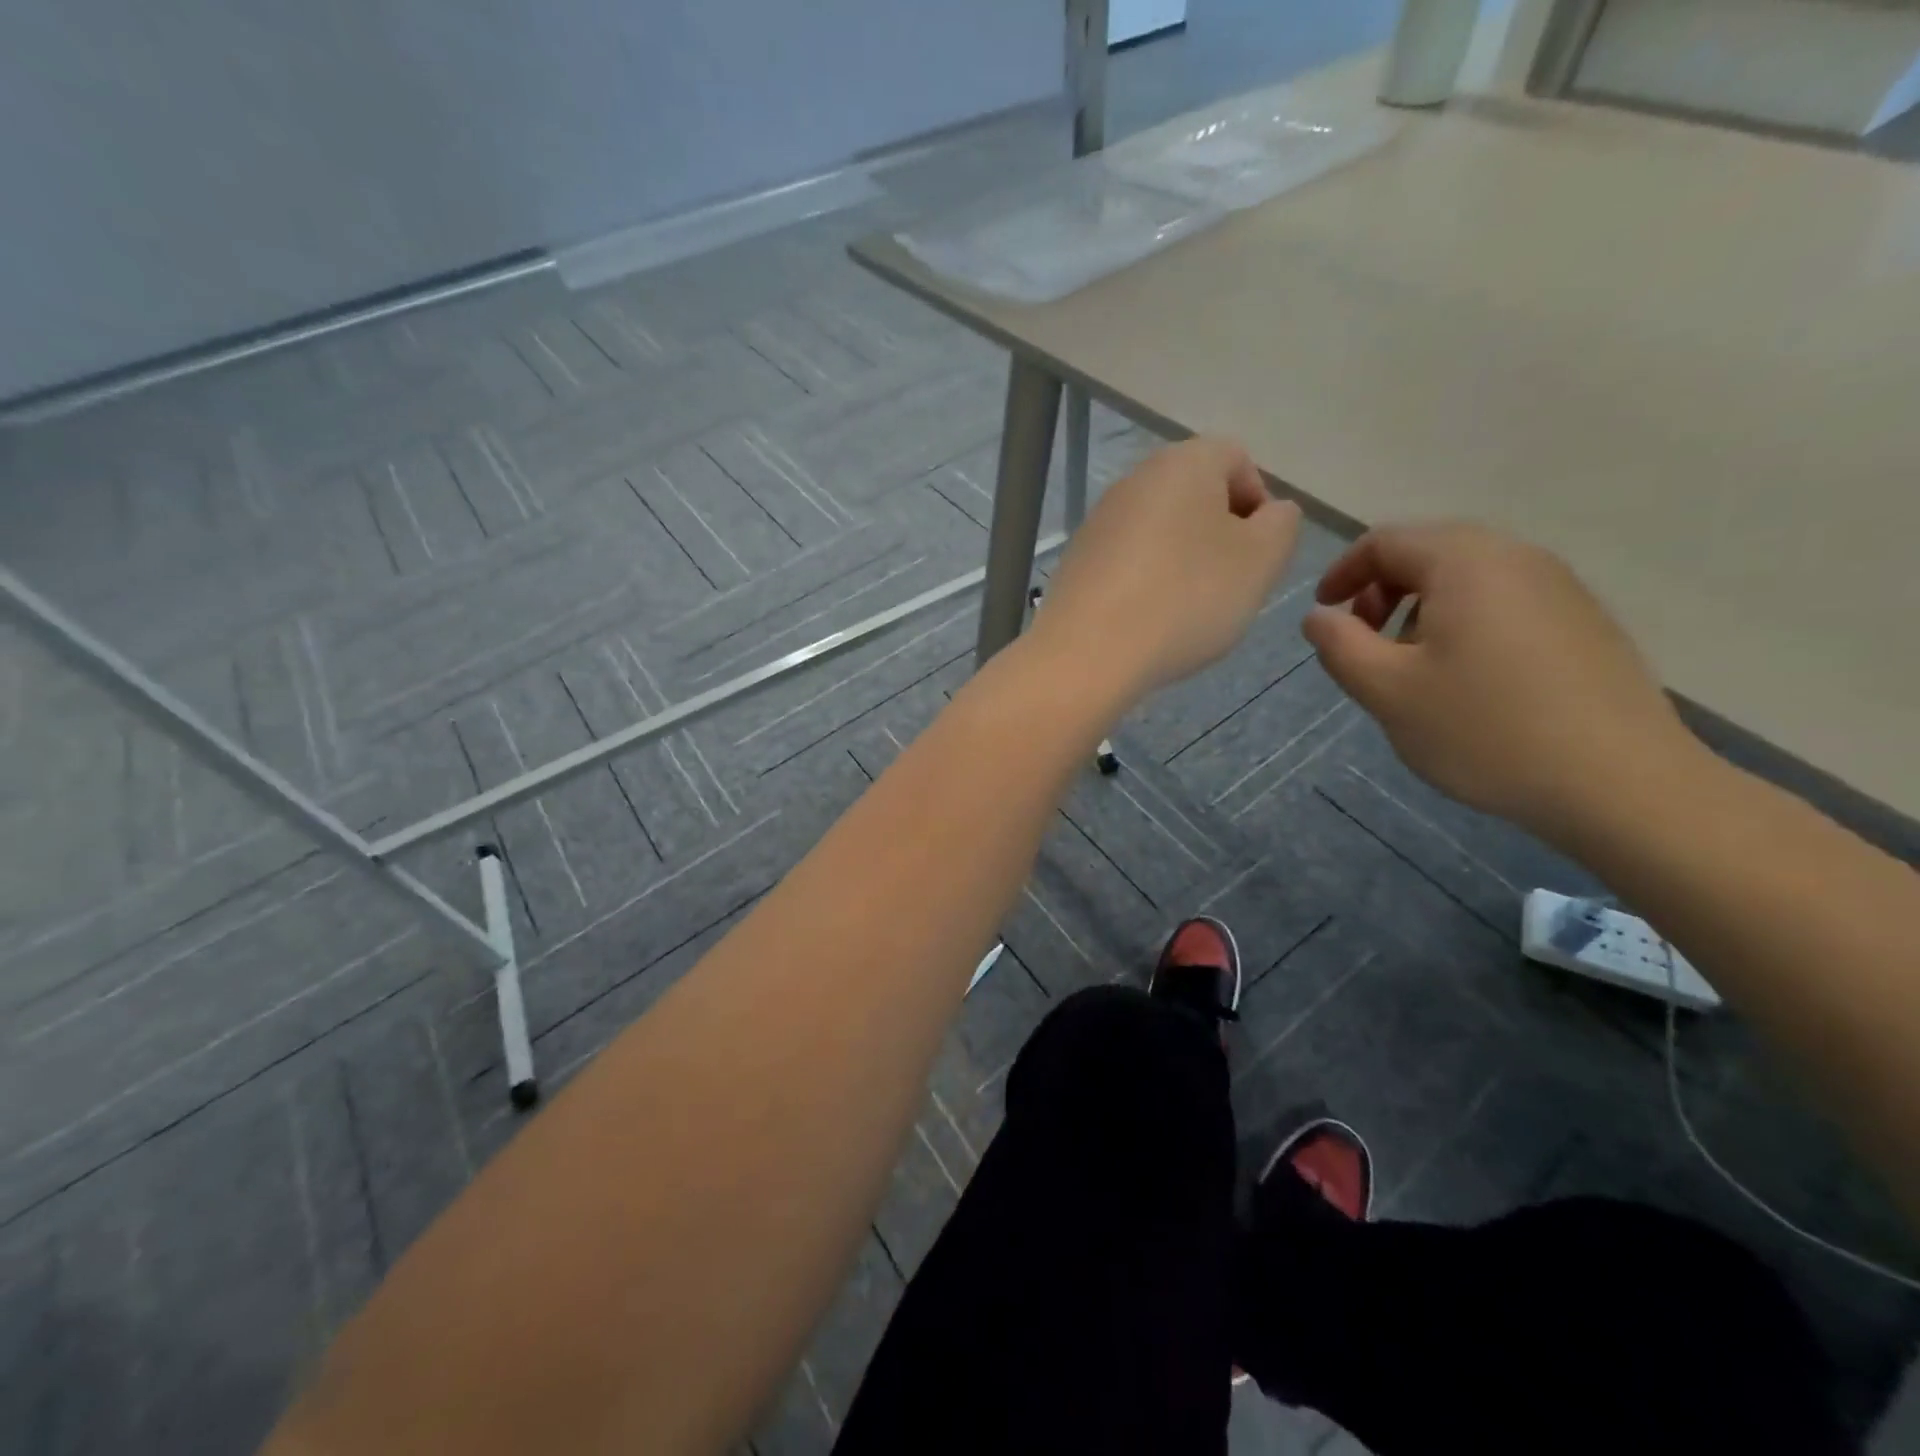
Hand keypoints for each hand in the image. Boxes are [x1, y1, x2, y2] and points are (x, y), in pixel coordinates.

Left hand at [1033, 438, 1300, 700]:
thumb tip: (1270, 513)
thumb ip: (1281, 525)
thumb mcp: (1261, 560)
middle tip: (1227, 587)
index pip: (1238, 461)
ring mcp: (1099, 520)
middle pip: (1196, 497)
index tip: (1256, 556)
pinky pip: (1128, 562)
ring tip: (1185, 611)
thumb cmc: (1186, 599)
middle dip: (1220, 538)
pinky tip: (1147, 621)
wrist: (1088, 653)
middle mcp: (1135, 478)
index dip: (1257, 506)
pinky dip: (1145, 584)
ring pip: (1162, 532)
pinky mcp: (1077, 559)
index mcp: (1184, 461)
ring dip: (1183, 564)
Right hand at [1303, 522, 1699, 838]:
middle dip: (1382, 590)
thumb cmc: (1483, 729)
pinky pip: (1504, 601)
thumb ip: (1339, 645)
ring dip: (1421, 607)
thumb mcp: (1386, 690)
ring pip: (1468, 577)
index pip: (1385, 541)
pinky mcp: (1583, 621)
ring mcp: (1560, 588)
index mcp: (1466, 563)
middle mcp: (1517, 558)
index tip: (1324, 615)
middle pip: (1429, 551)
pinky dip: (1464, 622)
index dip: (1342, 573)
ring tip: (1410, 665)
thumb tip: (1320, 616)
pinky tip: (1464, 678)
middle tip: (1363, 640)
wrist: (1618, 781)